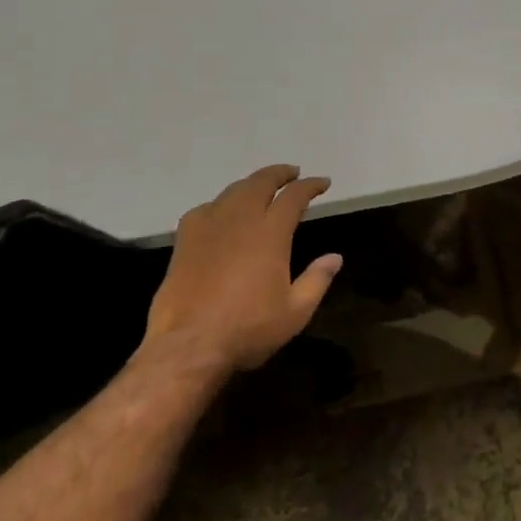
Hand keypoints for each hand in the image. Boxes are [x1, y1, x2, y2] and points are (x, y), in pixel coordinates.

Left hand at [143, 165, 341, 373]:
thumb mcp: (294, 312)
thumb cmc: (247, 329)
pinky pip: (205, 208)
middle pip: (261, 182)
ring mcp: (209, 227)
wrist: (186, 347)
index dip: (310, 185)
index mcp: (270, 233)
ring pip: (233, 191)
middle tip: (292, 173)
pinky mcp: (185, 241)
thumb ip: (317, 280)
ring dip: (251, 184)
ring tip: (261, 187)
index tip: (322, 183)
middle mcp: (241, 219)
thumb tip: (335, 257)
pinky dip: (220, 204)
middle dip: (279, 174)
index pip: (294, 196)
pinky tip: (221, 213)